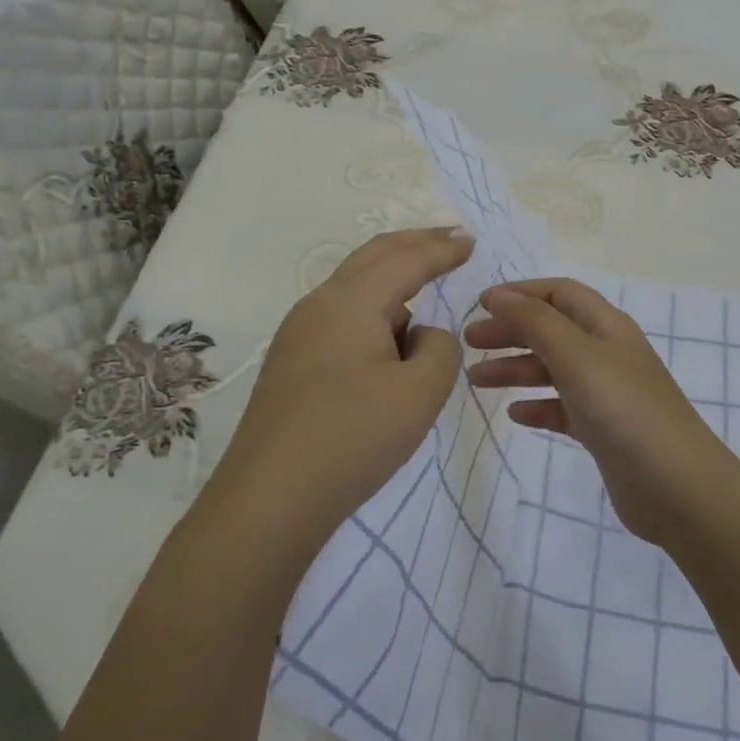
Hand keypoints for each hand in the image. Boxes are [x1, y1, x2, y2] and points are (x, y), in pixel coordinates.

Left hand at [207, 228, 473, 552]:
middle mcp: (319, 304)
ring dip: (394, 280)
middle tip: (452, 239)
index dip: (442, 248)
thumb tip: (421, 334)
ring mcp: (299, 332)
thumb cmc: (351, 440)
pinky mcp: (292, 360)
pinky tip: (389, 339)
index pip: (406, 259)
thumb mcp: (421, 393)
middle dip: (416, 243)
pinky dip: (375, 310)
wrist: (268, 501)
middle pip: (374, 255)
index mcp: (350, 302)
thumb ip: (441, 348)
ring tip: (426, 295)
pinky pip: (342, 315)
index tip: (471, 241)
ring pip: (355, 286)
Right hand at [464, 278, 734, 546]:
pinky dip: (537, 406)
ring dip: (515, 369)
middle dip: (511, 330)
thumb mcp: (576, 356)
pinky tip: (515, 414)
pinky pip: (562, 407)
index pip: (559, 293)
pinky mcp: (603, 430)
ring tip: (475, 380)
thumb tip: (500, 295)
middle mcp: (607, 352)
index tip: (480, 305)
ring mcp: (607, 392)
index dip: (521, 293)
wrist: (677, 488)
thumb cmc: (624, 410)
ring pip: (552, 369)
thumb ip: (536, 322)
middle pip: (552, 329)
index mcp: (606, 326)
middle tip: (469, 343)